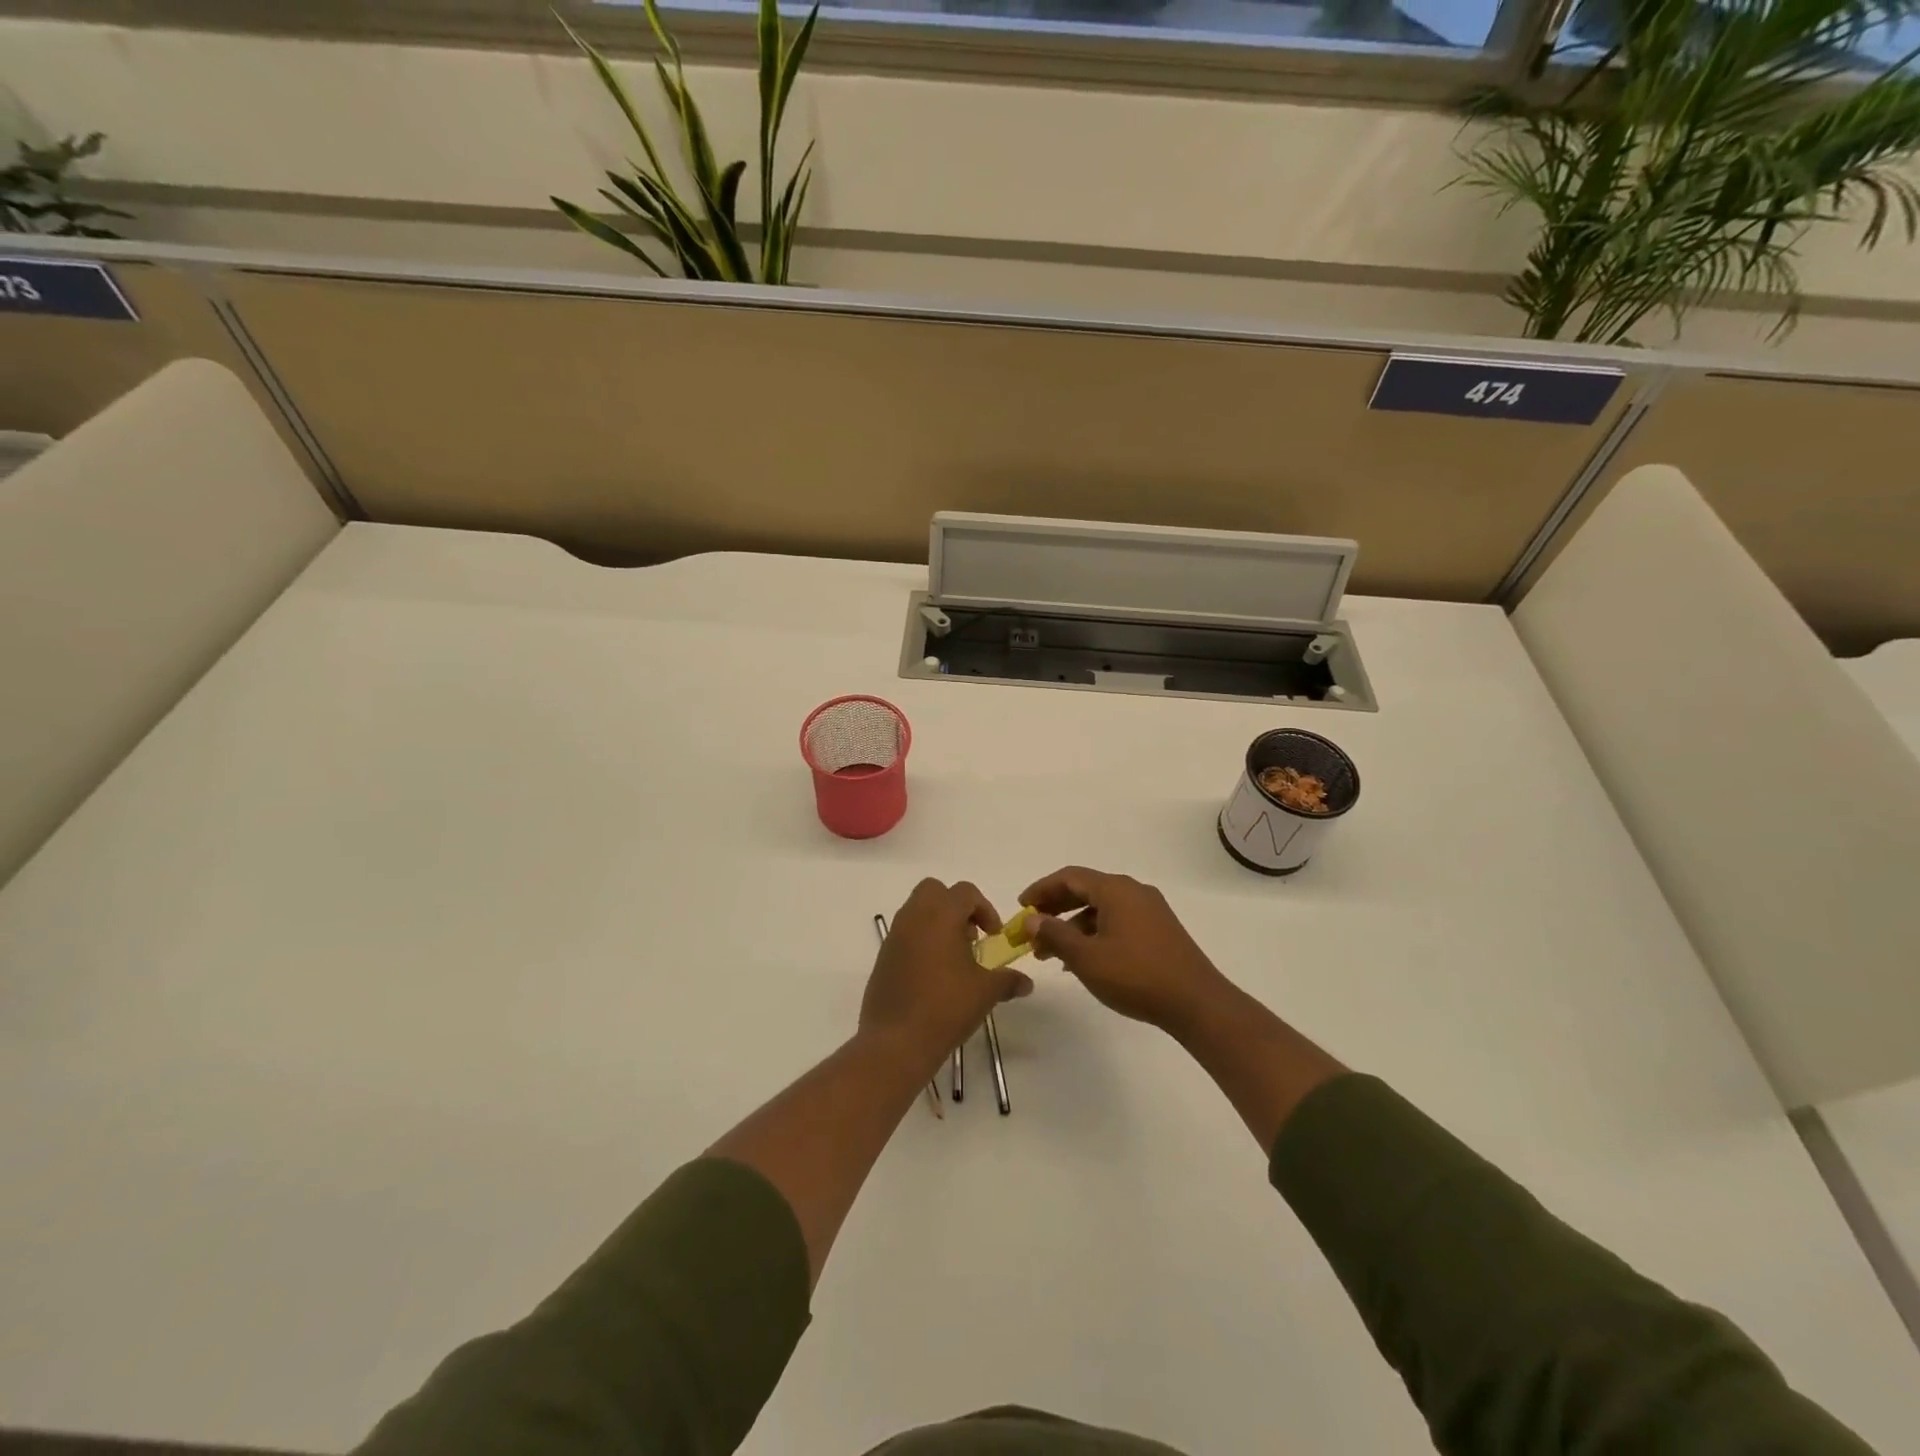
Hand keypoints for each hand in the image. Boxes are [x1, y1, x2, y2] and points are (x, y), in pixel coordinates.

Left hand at [862, 879, 1031, 1067]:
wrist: (896, 1041)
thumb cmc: (946, 1007)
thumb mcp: (985, 992)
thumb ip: (1008, 981)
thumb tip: (1026, 983)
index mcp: (940, 916)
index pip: (965, 892)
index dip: (985, 909)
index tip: (993, 936)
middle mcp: (914, 917)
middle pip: (934, 890)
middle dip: (956, 906)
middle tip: (971, 937)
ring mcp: (894, 936)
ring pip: (917, 910)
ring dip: (937, 923)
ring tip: (954, 958)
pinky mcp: (883, 957)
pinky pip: (905, 934)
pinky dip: (921, 941)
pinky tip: (934, 975)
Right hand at [1018, 866, 1231, 1035]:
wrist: (1197, 1002)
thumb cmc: (1137, 976)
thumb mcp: (1087, 958)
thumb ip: (1055, 935)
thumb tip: (1032, 919)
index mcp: (1116, 890)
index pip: (1069, 877)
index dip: (1041, 889)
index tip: (1021, 907)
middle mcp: (1133, 891)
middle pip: (1085, 890)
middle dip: (1055, 909)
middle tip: (1032, 930)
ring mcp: (1150, 910)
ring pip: (1101, 909)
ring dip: (1073, 926)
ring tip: (1051, 955)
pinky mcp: (1159, 930)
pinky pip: (1117, 922)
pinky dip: (1094, 934)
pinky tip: (1084, 961)